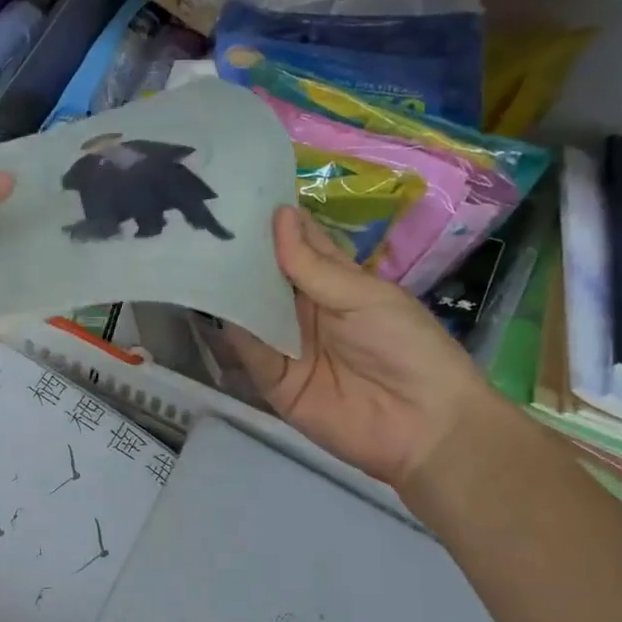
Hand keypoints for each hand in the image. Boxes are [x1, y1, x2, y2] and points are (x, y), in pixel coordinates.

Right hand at [225, 207, 498, 491]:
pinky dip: (235, 332)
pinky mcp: (275, 382)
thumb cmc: (408, 348)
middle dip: (241, 254)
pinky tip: (213, 305)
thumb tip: (278, 216)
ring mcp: (288, 346)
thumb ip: (315, 268)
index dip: (274, 224)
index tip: (238, 195)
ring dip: (230, 289)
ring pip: (252, 312)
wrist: (426, 426)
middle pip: (267, 278)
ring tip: (196, 255)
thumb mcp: (366, 297)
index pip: (299, 247)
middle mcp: (306, 311)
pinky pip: (251, 352)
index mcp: (336, 284)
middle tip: (204, 221)